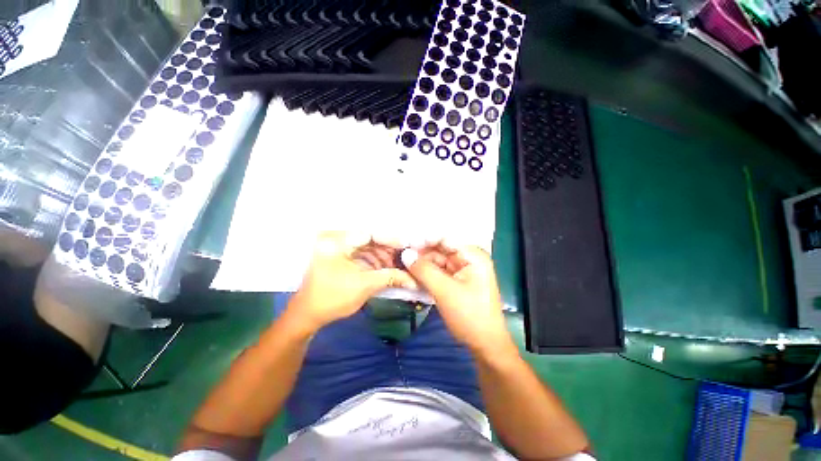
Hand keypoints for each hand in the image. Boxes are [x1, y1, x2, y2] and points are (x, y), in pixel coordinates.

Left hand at [289, 232, 415, 332]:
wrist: (308, 315)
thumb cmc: (333, 299)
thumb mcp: (364, 286)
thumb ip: (390, 278)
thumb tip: (413, 280)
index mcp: (337, 242)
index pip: (370, 233)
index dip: (390, 239)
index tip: (407, 246)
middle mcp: (336, 238)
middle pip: (369, 239)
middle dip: (388, 249)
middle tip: (405, 257)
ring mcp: (337, 247)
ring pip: (366, 246)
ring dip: (382, 255)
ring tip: (398, 264)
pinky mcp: (339, 255)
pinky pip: (361, 253)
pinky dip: (374, 260)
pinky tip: (385, 267)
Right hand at [401, 243, 512, 354]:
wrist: (484, 344)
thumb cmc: (469, 315)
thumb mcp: (445, 291)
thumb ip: (424, 270)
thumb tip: (405, 253)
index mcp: (473, 256)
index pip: (445, 238)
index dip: (425, 238)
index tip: (405, 242)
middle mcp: (468, 258)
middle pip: (440, 249)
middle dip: (421, 252)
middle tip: (400, 255)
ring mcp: (462, 270)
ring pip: (437, 260)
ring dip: (421, 263)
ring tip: (402, 265)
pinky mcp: (456, 280)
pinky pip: (438, 271)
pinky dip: (426, 273)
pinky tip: (412, 274)